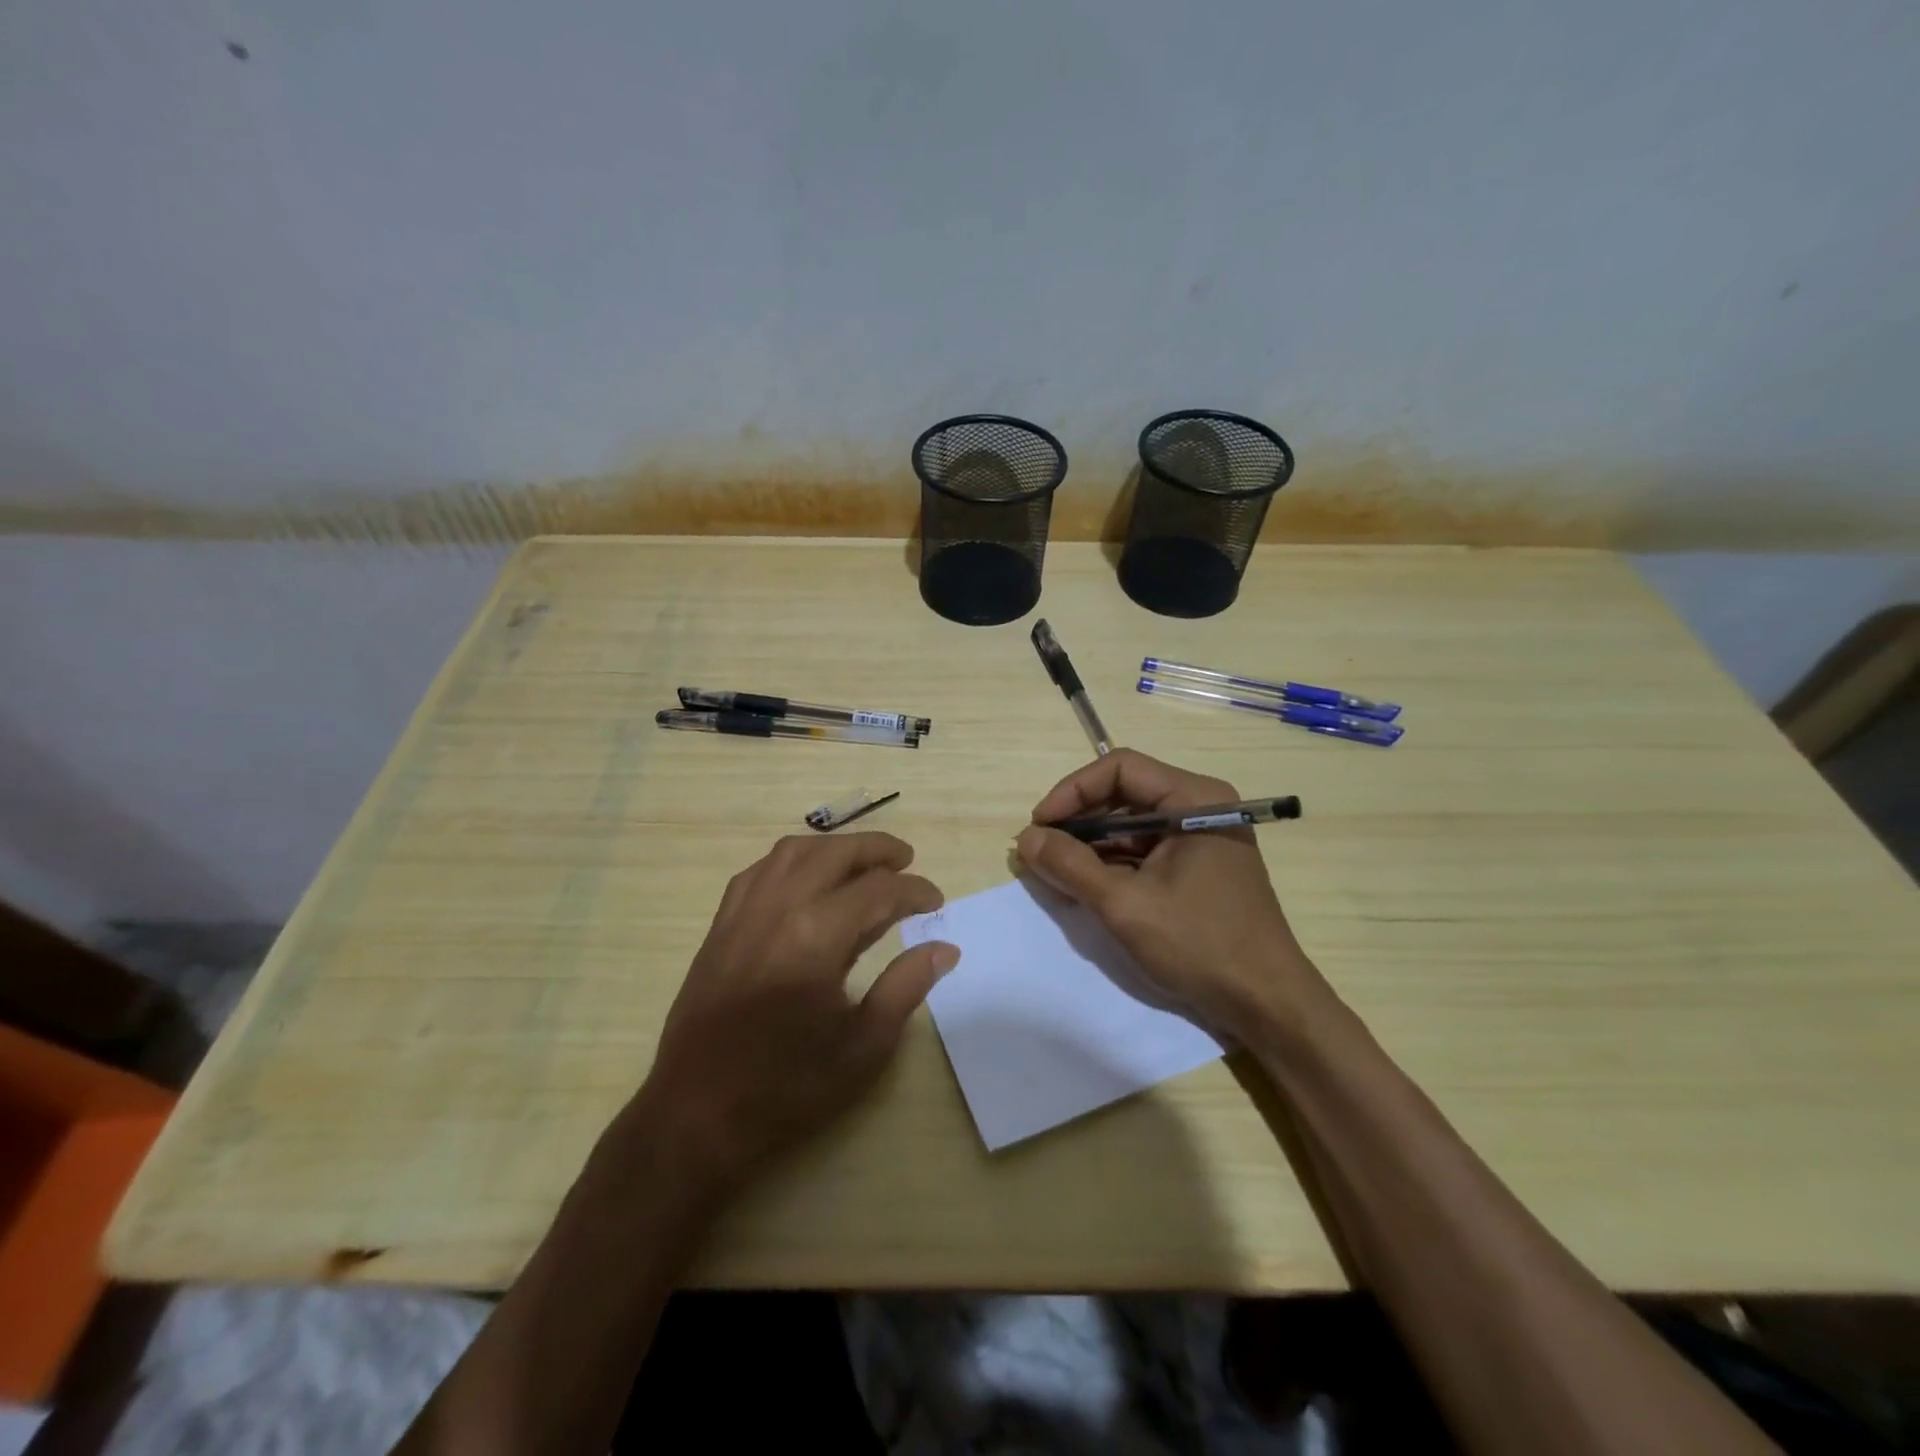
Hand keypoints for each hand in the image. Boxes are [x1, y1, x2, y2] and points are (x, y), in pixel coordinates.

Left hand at [626, 832, 957, 1195]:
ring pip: (793, 851)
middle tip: (906, 860)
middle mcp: (778, 908)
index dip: (914, 891)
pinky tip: (805, 879)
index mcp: (816, 937)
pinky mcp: (720, 925)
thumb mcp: (864, 1046)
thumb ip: (906, 987)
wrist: (697, 1113)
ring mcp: (742, 912)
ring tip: (861, 862)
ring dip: (834, 848)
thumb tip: (944, 948)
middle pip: (835, 854)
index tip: (936, 902)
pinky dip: (792, 861)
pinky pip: (760, 870)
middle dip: (877, 850)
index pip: (878, 891)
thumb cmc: (788, 1086)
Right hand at [1015, 749, 1325, 1039]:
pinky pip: (1144, 851)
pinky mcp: (1197, 867)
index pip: (1120, 768)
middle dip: (1078, 822)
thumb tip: (1025, 839)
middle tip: (1040, 852)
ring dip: (1091, 846)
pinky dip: (1112, 865)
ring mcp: (1201, 838)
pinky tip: (1085, 887)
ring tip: (1055, 873)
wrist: (1266, 1003)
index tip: (1040, 826)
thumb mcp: (1125, 904)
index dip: (1072, 791)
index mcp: (1194, 799)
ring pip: (1131, 825)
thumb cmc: (1200, 944)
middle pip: (1124, 794)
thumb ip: (1071, 866)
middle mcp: (1200, 807)